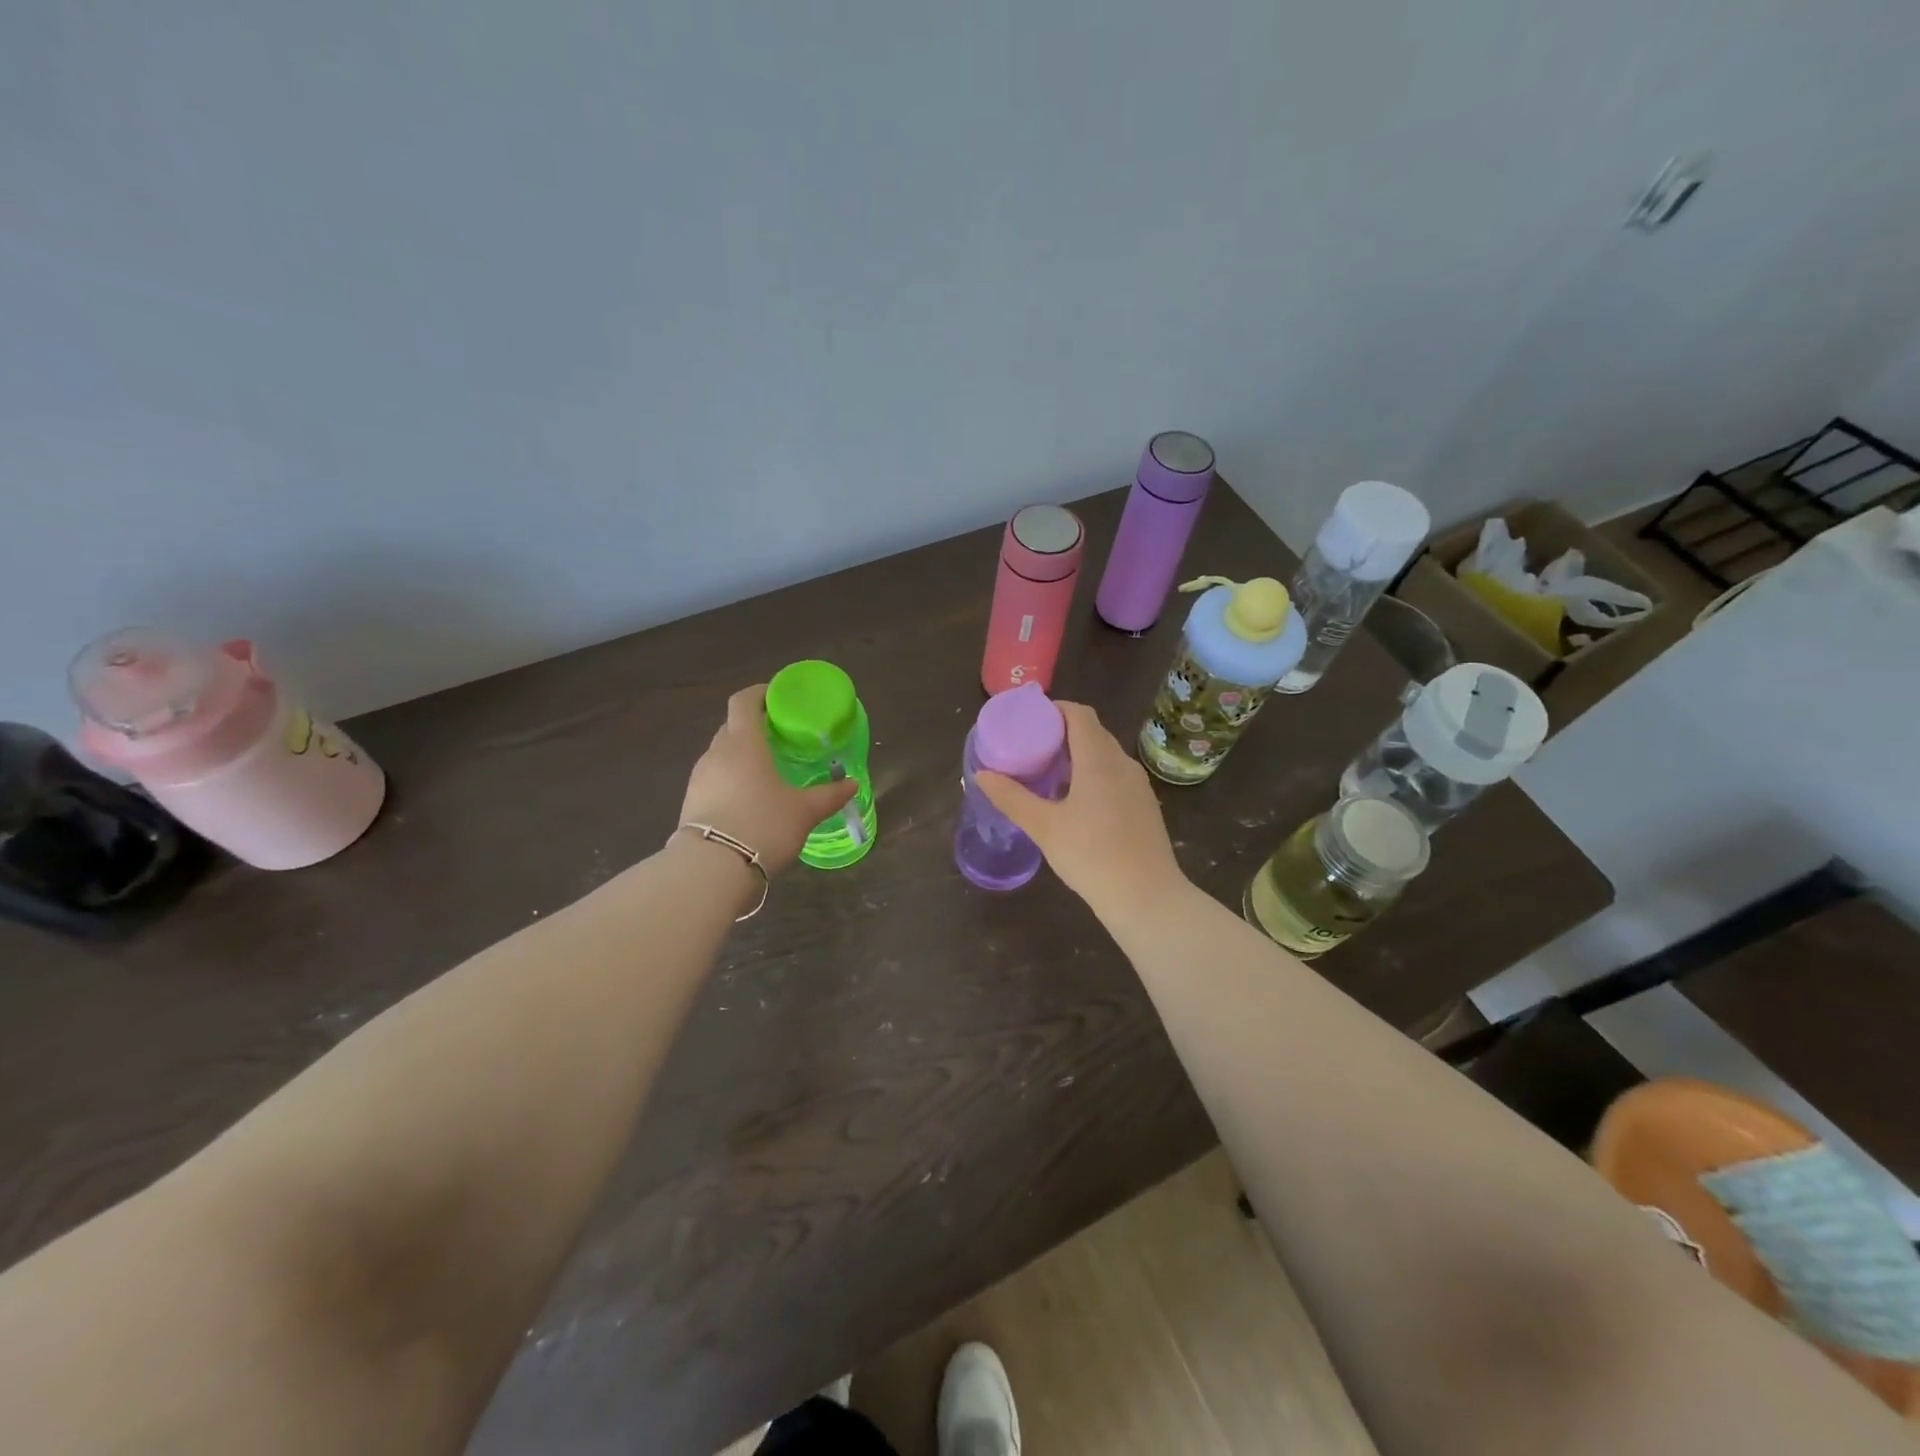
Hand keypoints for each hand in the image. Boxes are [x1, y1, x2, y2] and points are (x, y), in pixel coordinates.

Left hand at [679, 685, 856, 873]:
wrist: (712, 869)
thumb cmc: (763, 825)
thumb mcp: (804, 811)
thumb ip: (829, 795)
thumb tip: (852, 785)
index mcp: (744, 743)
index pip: (744, 702)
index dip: (759, 693)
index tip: (777, 697)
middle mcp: (717, 753)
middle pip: (732, 726)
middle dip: (753, 726)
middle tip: (779, 737)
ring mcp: (699, 778)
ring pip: (721, 754)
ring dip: (741, 755)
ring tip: (766, 771)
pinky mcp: (691, 802)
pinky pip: (714, 779)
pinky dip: (730, 779)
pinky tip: (748, 799)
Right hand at [975, 701, 1188, 919]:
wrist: (1147, 898)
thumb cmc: (1092, 856)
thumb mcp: (1044, 827)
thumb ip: (1011, 798)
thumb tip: (981, 775)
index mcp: (1099, 759)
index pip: (1079, 714)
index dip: (1055, 710)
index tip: (1029, 721)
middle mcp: (1122, 764)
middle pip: (1092, 733)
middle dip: (1061, 734)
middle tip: (1031, 748)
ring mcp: (1137, 786)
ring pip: (1105, 756)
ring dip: (1078, 757)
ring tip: (1048, 775)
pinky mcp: (1144, 807)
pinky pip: (1115, 777)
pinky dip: (1093, 776)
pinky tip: (1075, 803)